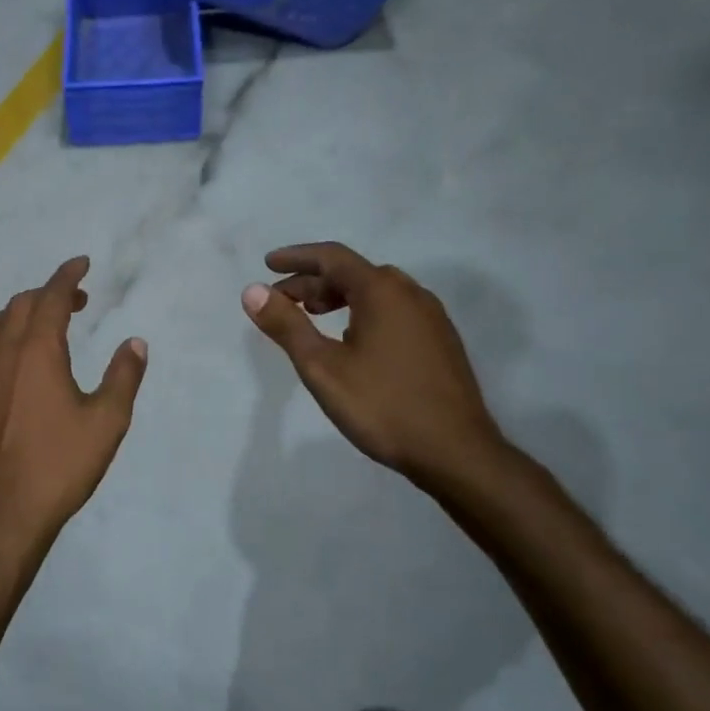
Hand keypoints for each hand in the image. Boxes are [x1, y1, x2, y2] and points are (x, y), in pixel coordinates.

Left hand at [0, 257, 147, 557]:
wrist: (3, 513)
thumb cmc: (60, 465)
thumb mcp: (107, 422)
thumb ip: (123, 376)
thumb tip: (135, 343)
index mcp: (38, 351)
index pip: (50, 296)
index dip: (67, 275)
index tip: (81, 263)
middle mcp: (2, 354)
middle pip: (19, 306)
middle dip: (46, 294)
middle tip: (73, 302)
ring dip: (14, 316)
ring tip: (35, 327)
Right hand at [242, 242, 504, 489]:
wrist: (457, 453)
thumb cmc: (382, 405)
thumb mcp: (322, 367)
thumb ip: (286, 325)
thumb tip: (252, 291)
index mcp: (382, 291)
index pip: (332, 257)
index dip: (297, 257)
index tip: (268, 265)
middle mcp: (411, 294)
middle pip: (354, 273)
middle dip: (313, 281)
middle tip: (283, 301)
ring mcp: (431, 318)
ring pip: (376, 292)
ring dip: (339, 296)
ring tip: (313, 316)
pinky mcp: (441, 342)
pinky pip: (394, 310)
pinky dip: (363, 311)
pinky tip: (352, 340)